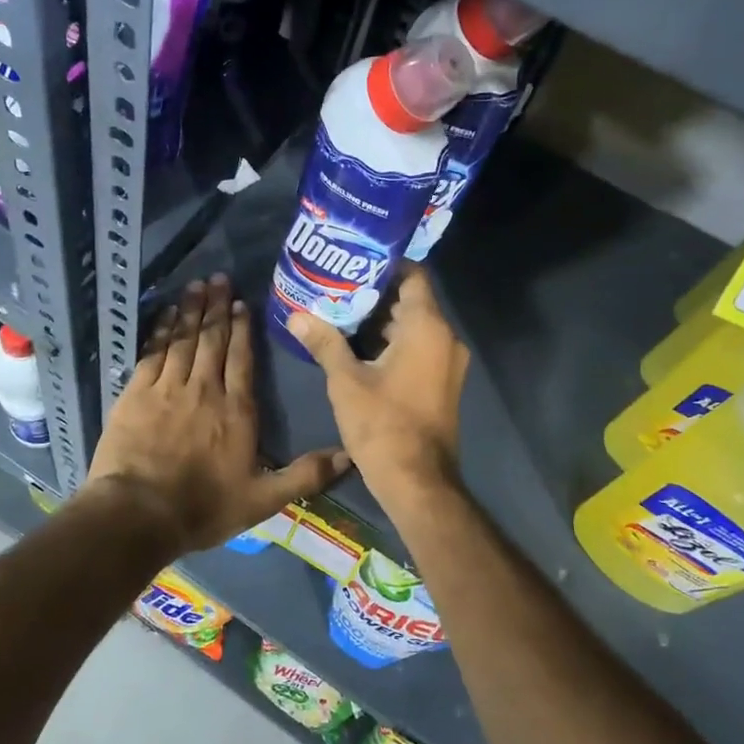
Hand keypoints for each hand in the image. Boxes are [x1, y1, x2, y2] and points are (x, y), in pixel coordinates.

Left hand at [88, 274, 348, 554]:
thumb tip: (349, 456)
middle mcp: (205, 390)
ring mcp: (168, 388)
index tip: (241, 302)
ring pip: (183, 339)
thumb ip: (305, 475)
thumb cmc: (204, 507)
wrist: (139, 514)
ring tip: (196, 285)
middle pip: (213, 340)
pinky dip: (161, 330)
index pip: (242, 359)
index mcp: (236, 410)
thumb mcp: (263, 499)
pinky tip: (165, 314)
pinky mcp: (136, 393)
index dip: (242, 329)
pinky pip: (153, 352)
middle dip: (216, 307)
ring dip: (190, 310)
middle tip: (219, 278)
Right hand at [286, 265, 467, 515]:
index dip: (384, 265)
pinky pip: (419, 348)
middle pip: (411, 301)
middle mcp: (445, 338)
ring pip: (414, 327)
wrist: (418, 481)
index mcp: (427, 327)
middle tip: (336, 288)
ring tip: (340, 314)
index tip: (353, 262)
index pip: (413, 276)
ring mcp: (447, 362)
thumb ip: (324, 342)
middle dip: (374, 294)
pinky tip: (358, 347)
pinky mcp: (442, 382)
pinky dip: (393, 343)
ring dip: (381, 321)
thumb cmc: (383, 424)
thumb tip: (296, 316)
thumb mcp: (346, 381)